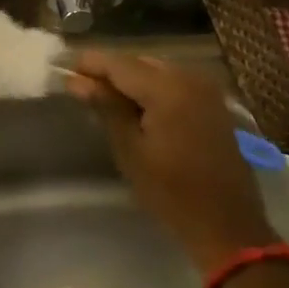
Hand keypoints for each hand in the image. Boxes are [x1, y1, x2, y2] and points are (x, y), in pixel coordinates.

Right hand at [65, 50, 275, 276]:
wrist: (227, 224)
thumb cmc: (172, 193)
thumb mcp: (131, 150)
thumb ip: (106, 107)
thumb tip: (76, 80)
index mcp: (168, 88)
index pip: (119, 64)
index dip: (88, 62)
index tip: (60, 64)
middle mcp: (190, 77)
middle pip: (139, 62)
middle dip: (108, 70)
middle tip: (76, 82)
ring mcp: (206, 89)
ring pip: (156, 71)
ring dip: (129, 79)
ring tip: (99, 93)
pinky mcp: (213, 103)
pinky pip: (174, 83)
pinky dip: (151, 88)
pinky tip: (133, 104)